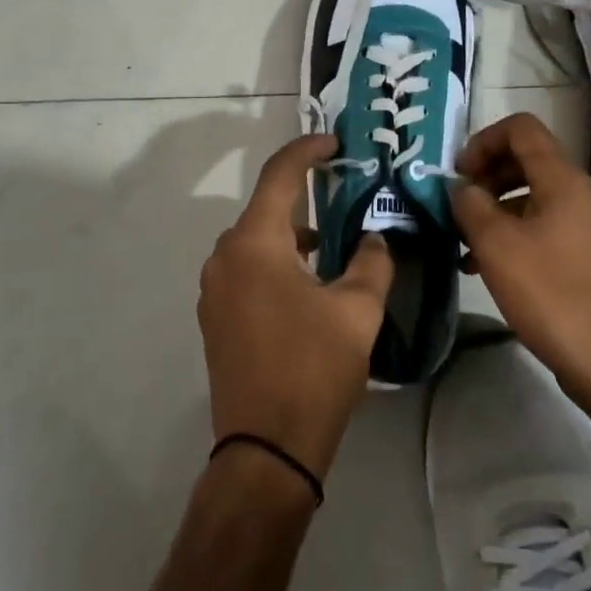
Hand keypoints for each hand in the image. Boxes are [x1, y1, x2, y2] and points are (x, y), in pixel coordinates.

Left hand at [197, 133, 392, 481]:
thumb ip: (372, 261)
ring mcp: (215, 289)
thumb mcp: (357, 310)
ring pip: (256, 241)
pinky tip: (308, 281)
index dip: (307, 151)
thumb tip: (375, 238)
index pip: (280, 176)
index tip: (335, 142)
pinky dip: (276, 260)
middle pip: (265, 208)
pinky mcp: (216, 317)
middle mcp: (225, 257)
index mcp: (254, 243)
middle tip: (344, 190)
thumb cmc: (313, 369)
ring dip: (291, 233)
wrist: (266, 448)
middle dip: (304, 195)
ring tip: (334, 239)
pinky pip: (247, 269)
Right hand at [451, 113, 590, 421]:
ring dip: (495, 209)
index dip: (483, 140)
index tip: (459, 175)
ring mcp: (589, 224)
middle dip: (486, 175)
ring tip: (464, 241)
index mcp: (564, 180)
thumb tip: (460, 187)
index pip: (522, 129)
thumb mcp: (496, 245)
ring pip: (533, 196)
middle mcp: (582, 193)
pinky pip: (544, 225)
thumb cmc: (550, 295)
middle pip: (527, 160)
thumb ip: (470, 205)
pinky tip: (485, 266)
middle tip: (458, 206)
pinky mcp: (588, 254)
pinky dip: (514, 233)